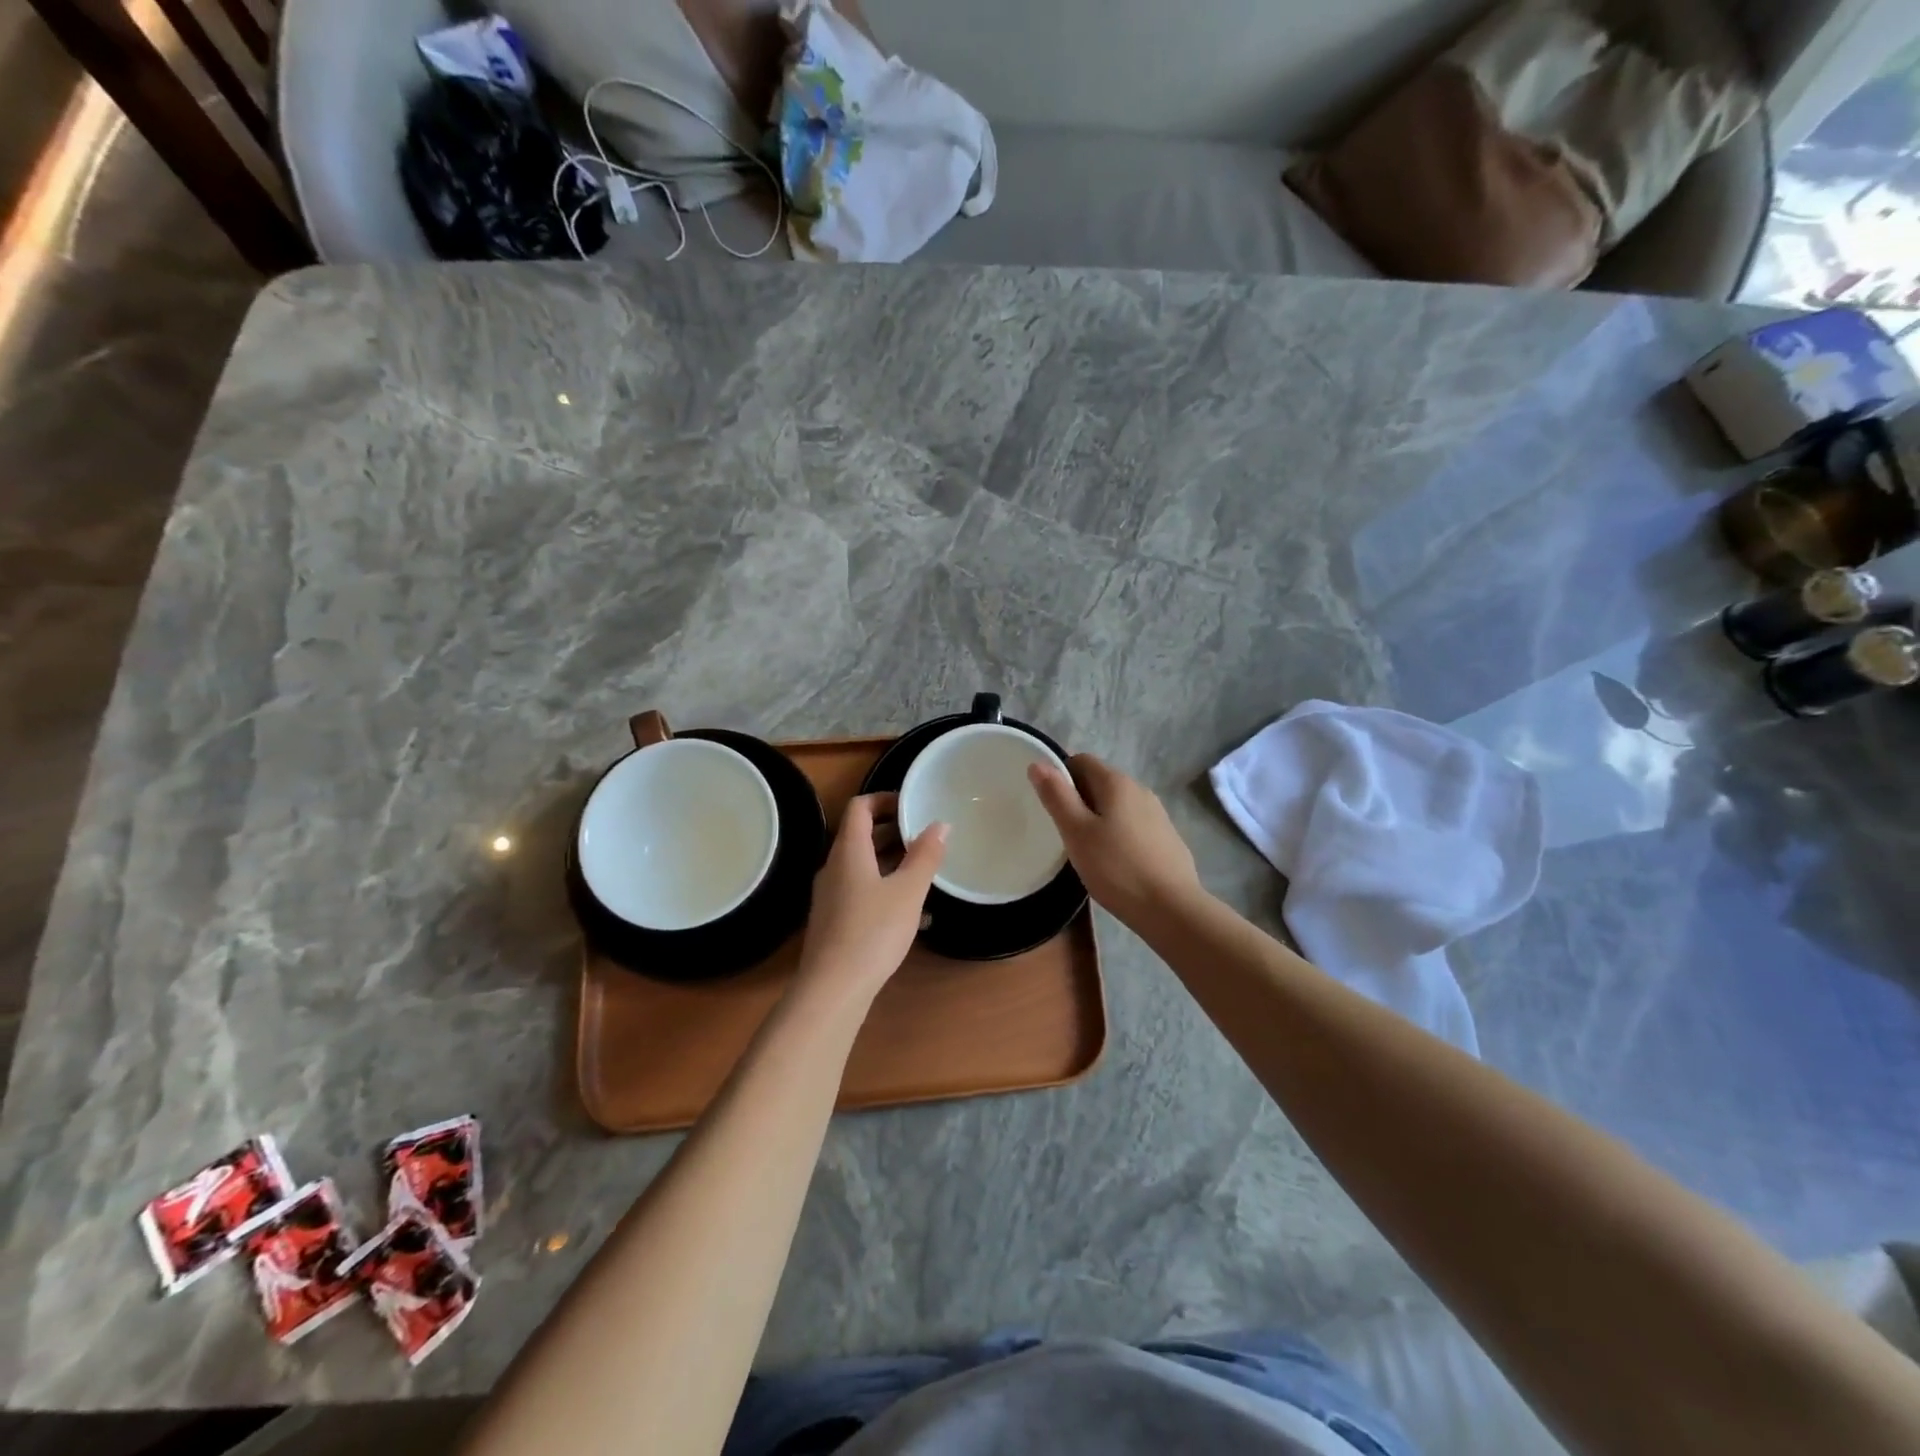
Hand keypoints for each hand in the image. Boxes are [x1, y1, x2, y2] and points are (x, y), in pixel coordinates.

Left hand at [795, 794, 946, 1003]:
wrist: (833, 989)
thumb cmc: (873, 932)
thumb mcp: (908, 892)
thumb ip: (925, 856)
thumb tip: (940, 824)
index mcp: (849, 851)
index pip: (860, 807)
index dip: (885, 799)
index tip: (913, 805)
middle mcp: (834, 867)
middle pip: (861, 835)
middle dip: (894, 831)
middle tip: (927, 836)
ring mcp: (831, 895)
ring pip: (863, 866)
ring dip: (893, 862)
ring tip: (925, 870)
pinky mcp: (834, 920)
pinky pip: (862, 891)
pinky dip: (886, 889)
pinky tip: (913, 913)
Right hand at [1029, 755, 1202, 926]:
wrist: (1172, 909)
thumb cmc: (1117, 868)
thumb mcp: (1077, 832)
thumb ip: (1057, 796)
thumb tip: (1039, 763)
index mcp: (1116, 783)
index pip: (1081, 761)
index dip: (1061, 776)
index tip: (1050, 805)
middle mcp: (1140, 790)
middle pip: (1100, 782)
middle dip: (1078, 800)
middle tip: (1063, 831)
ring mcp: (1157, 814)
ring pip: (1117, 806)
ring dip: (1098, 818)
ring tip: (1086, 850)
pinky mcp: (1167, 838)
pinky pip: (1133, 825)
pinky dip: (1118, 834)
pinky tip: (1114, 863)